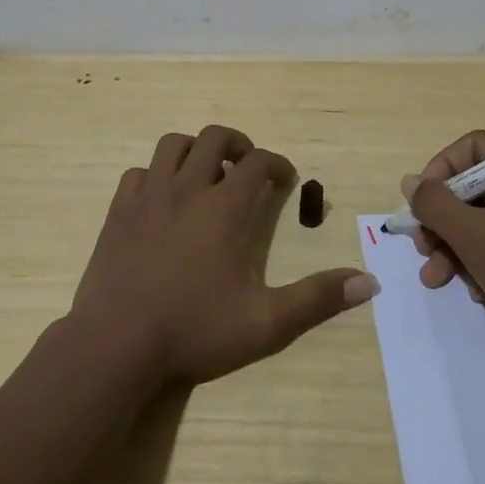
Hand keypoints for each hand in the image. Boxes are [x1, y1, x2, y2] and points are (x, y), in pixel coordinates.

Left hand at [68, 125, 376, 387]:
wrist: (115, 346)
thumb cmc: (193, 331)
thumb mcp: (265, 323)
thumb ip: (316, 299)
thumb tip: (369, 283)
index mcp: (225, 208)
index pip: (258, 162)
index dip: (277, 163)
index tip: (285, 178)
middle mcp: (188, 189)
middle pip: (214, 138)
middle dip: (237, 144)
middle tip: (246, 167)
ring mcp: (149, 197)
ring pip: (172, 145)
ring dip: (194, 150)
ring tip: (205, 174)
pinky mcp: (119, 212)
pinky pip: (138, 173)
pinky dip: (155, 175)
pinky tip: (162, 200)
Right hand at [405, 131, 484, 364]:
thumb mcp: (475, 237)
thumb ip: (435, 204)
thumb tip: (410, 182)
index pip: (475, 147)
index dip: (439, 171)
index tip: (419, 204)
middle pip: (479, 186)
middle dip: (445, 221)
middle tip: (423, 249)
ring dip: (458, 246)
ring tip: (436, 279)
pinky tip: (478, 292)